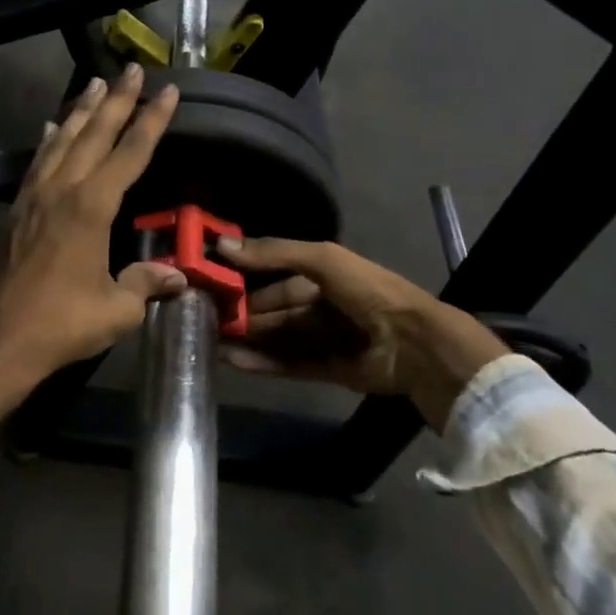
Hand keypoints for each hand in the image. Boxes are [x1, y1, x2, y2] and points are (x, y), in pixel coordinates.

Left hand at [0, 63, 185, 376]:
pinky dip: (49, 141)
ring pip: (62, 140)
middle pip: (95, 134)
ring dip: (81, 110)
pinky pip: (38, 162)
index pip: (130, 153)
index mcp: (93, 207)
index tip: (168, 91)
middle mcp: (63, 190)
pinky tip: (53, 128)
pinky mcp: (18, 209)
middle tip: (131, 70)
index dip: (151, 121)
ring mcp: (35, 196)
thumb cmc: (67, 322)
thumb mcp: (119, 308)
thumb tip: (178, 277)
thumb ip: (147, 283)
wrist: (6, 337)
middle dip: (116, 100)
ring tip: (94, 83)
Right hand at [216, 237, 509, 432]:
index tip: (210, 280)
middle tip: (203, 316)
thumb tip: (221, 245)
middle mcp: (321, 305)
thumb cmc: (366, 290)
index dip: (245, 277)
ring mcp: (323, 339)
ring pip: (276, 338)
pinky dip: (261, 362)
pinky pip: (288, 364)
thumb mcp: (321, 259)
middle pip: (272, 309)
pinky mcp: (326, 369)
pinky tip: (233, 360)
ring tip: (209, 342)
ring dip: (247, 339)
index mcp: (322, 274)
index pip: (274, 275)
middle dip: (242, 312)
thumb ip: (274, 253)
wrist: (412, 343)